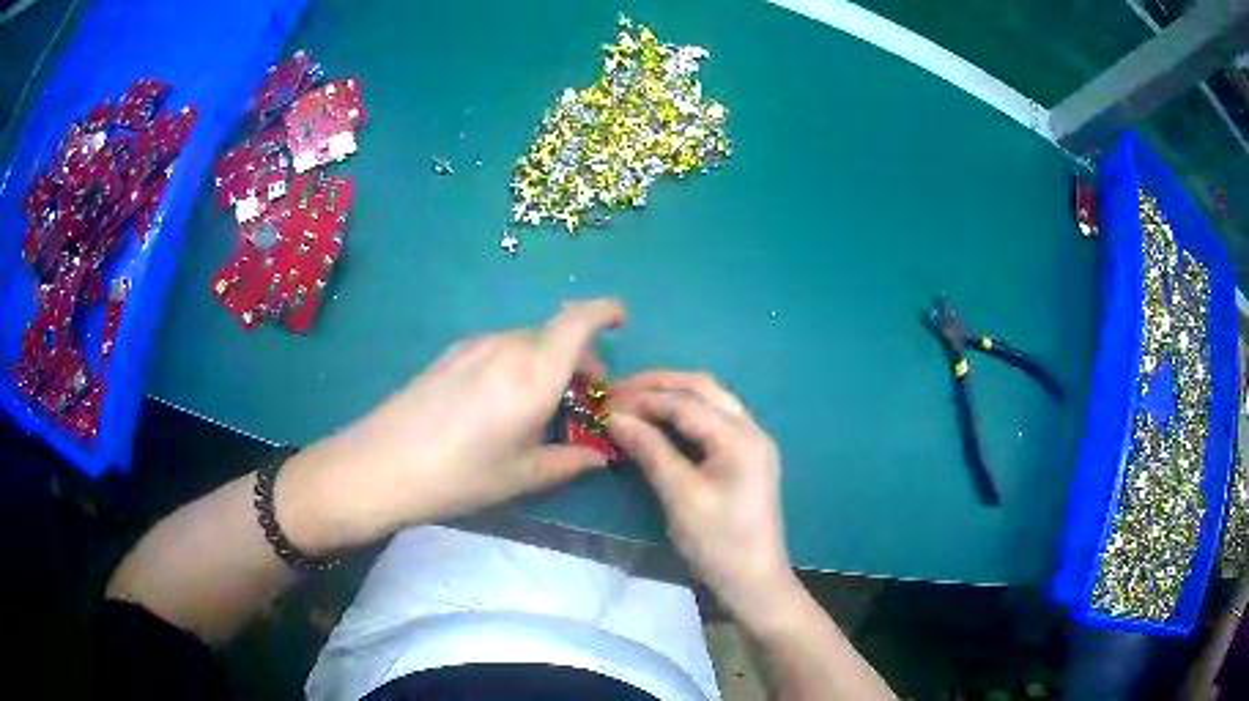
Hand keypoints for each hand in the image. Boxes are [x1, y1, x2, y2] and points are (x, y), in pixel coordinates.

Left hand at [282, 299, 625, 553]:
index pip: (580, 320)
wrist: (383, 464)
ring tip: (542, 406)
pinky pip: (499, 349)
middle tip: (585, 398)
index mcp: (535, 371)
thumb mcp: (523, 475)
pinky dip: (518, 364)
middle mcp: (507, 346)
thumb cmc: (462, 475)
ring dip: (547, 363)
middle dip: (581, 358)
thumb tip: (599, 456)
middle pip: (556, 335)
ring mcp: (474, 346)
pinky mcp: (450, 354)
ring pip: (527, 342)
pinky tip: (502, 402)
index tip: (622, 322)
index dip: (606, 311)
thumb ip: (570, 461)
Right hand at [607, 372, 796, 619]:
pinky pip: (714, 420)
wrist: (754, 581)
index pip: (686, 403)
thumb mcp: (681, 497)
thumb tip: (615, 417)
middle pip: (703, 388)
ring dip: (672, 395)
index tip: (605, 402)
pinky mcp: (746, 457)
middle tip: (618, 391)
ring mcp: (752, 442)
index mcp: (740, 438)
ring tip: (634, 401)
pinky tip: (661, 422)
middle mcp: (751, 429)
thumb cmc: (718, 543)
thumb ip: (651, 451)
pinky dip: (685, 414)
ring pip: (710, 400)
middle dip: (659, 385)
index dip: (644, 398)